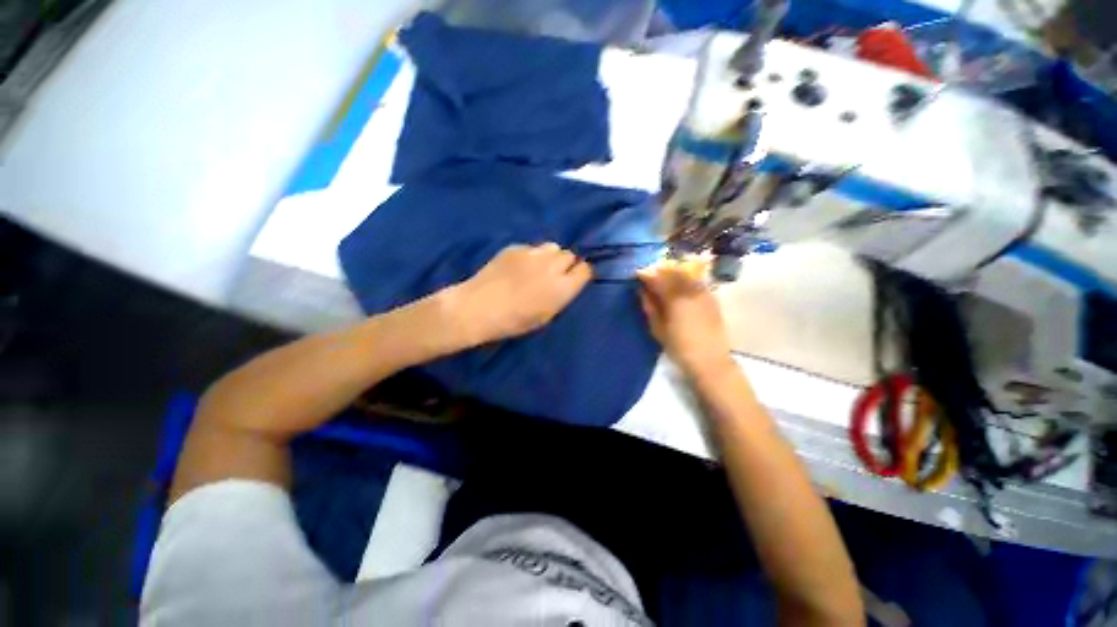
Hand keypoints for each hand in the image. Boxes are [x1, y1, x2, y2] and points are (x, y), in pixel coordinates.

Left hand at [452, 243, 592, 344]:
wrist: (478, 308)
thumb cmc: (514, 321)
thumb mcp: (545, 316)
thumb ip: (560, 296)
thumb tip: (566, 283)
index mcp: (562, 288)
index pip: (584, 270)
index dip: (580, 274)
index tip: (574, 279)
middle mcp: (552, 266)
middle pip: (569, 255)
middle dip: (565, 264)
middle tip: (553, 275)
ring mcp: (533, 254)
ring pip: (552, 247)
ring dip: (550, 256)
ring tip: (537, 267)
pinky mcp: (516, 248)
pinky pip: (532, 248)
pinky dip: (530, 256)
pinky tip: (517, 267)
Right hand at [638, 261, 733, 375]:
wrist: (710, 360)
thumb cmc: (679, 347)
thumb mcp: (658, 328)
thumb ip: (650, 306)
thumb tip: (642, 291)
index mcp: (675, 297)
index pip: (657, 279)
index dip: (646, 275)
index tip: (637, 274)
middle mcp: (690, 290)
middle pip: (673, 272)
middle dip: (659, 271)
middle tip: (649, 275)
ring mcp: (703, 292)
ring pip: (686, 275)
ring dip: (673, 273)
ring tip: (663, 279)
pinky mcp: (712, 298)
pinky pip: (696, 282)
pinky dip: (685, 280)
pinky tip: (680, 287)